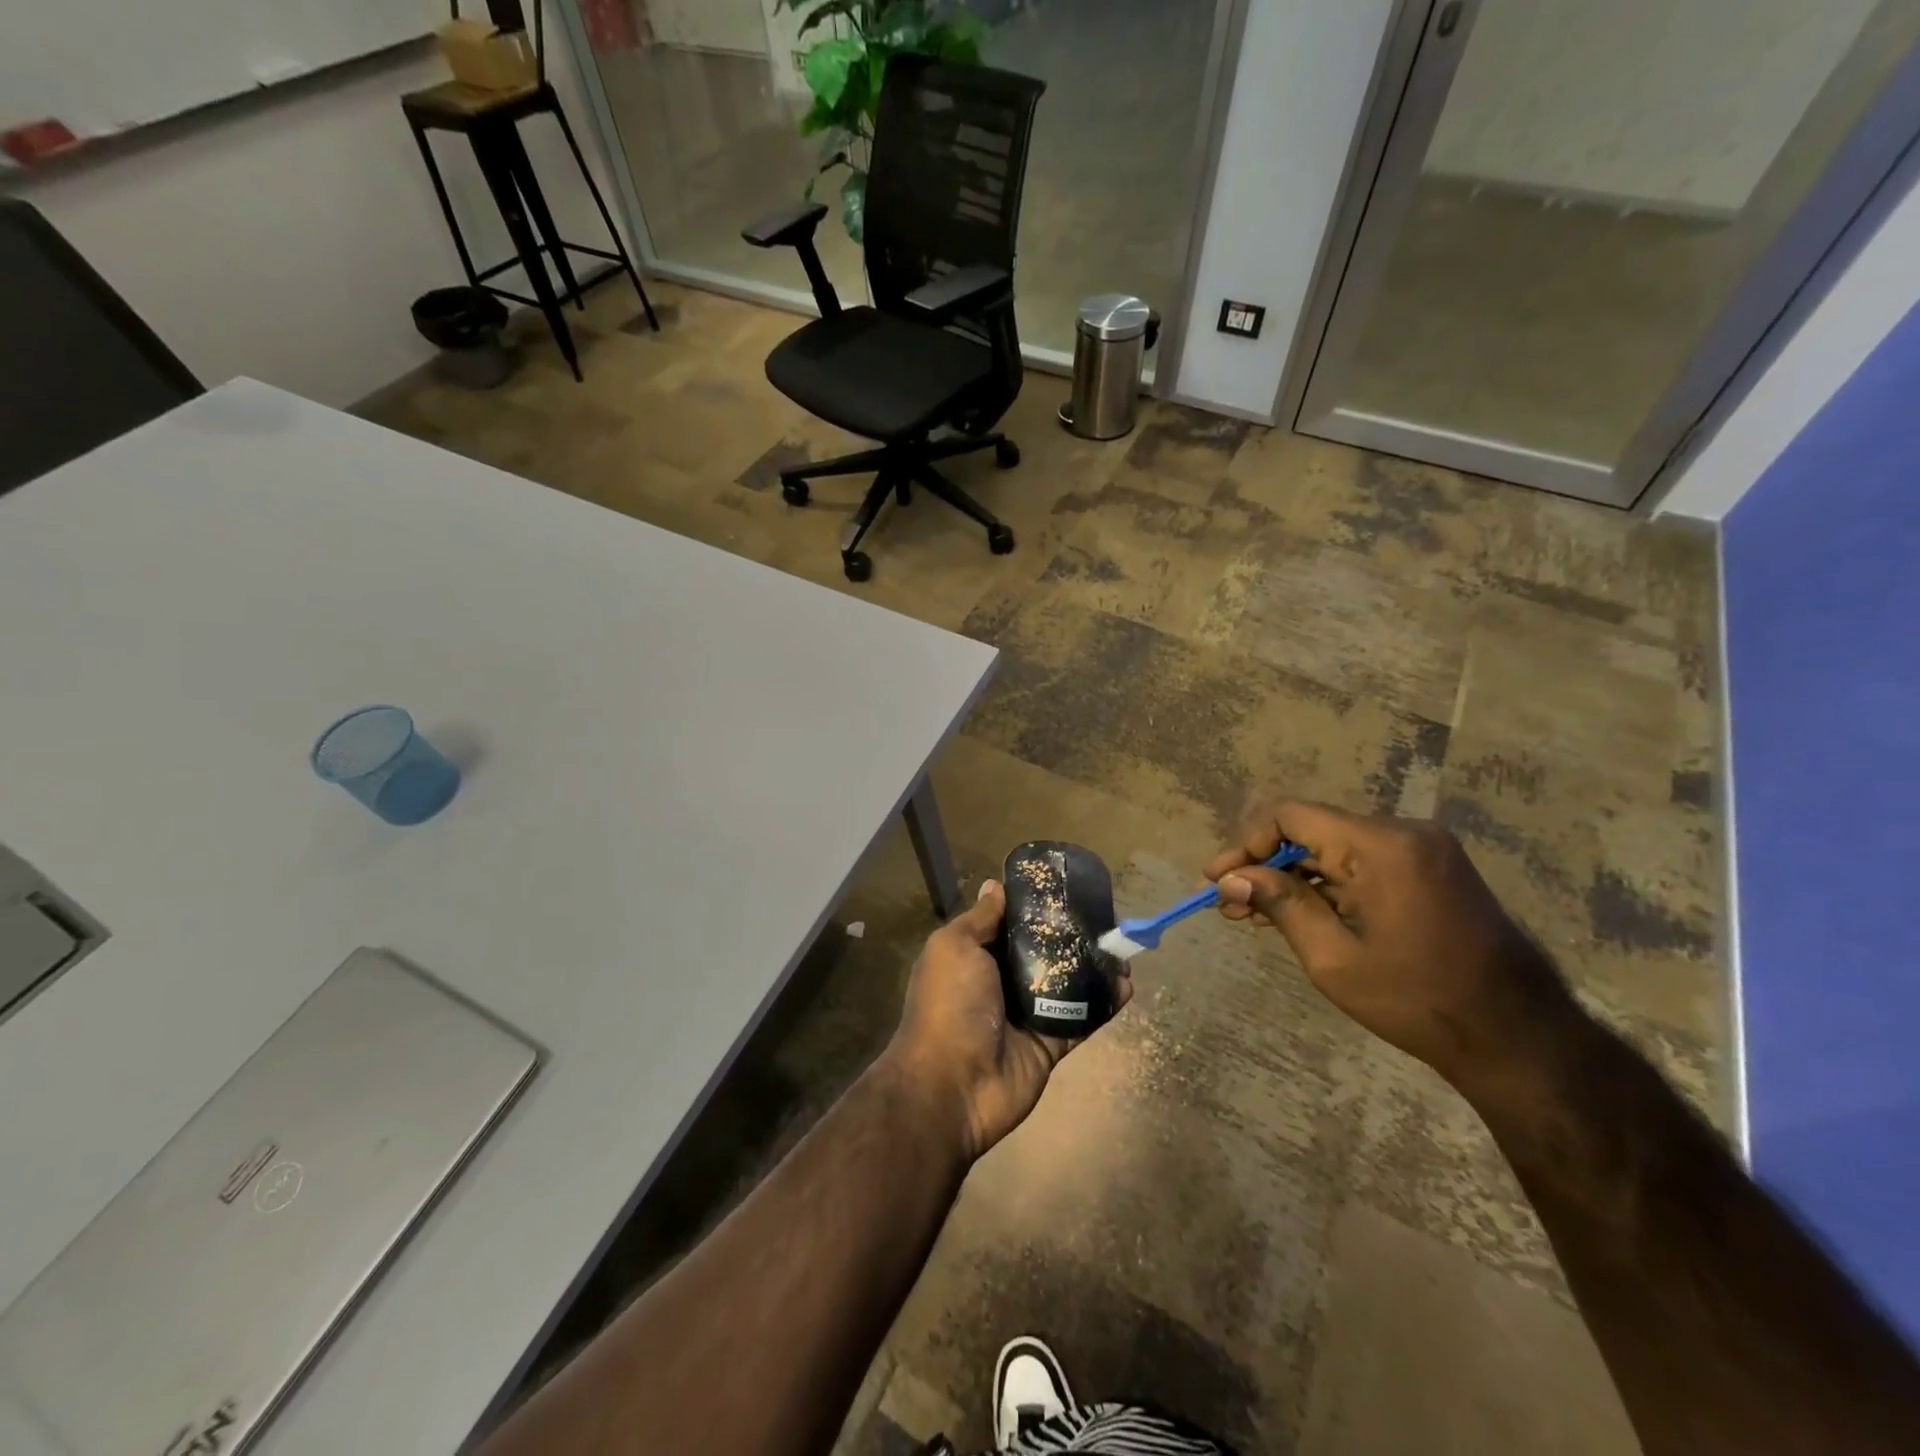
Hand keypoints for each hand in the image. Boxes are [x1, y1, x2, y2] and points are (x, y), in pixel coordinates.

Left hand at [885, 880, 1129, 1162]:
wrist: (952, 1086)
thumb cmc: (949, 1004)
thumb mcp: (955, 947)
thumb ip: (981, 919)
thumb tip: (996, 885)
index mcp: (975, 956)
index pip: (1009, 924)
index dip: (1034, 907)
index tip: (1065, 887)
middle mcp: (1000, 981)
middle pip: (1042, 952)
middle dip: (1071, 935)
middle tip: (1105, 918)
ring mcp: (1026, 1015)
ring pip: (1067, 983)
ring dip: (1094, 967)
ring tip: (1122, 949)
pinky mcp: (1050, 1044)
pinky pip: (1081, 1018)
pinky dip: (1104, 1003)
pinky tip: (1127, 985)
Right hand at [1204, 799, 1578, 1091]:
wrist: (1518, 1037)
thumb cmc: (1418, 1001)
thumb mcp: (1333, 958)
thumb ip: (1281, 905)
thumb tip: (1232, 877)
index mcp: (1382, 846)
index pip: (1291, 815)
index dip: (1246, 843)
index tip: (1216, 880)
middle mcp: (1403, 832)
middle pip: (1311, 830)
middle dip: (1264, 865)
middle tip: (1228, 904)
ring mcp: (1422, 848)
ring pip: (1333, 848)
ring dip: (1292, 877)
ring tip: (1253, 914)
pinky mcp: (1431, 867)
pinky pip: (1361, 862)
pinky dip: (1326, 884)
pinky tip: (1298, 912)